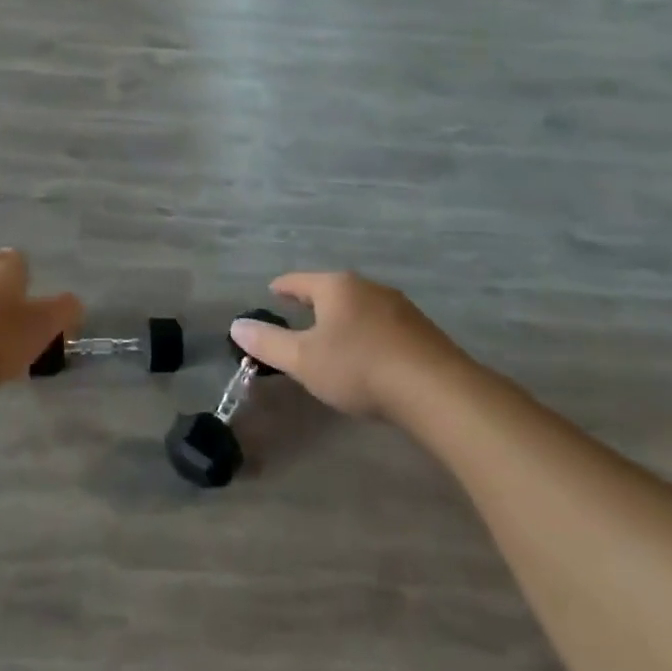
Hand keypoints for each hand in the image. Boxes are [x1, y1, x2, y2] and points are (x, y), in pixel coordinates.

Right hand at [229, 272, 464, 417]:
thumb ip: (268, 343)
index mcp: (337, 287)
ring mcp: (399, 307)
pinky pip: (383, 325)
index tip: (273, 291)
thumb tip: (236, 325)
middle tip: (299, 313)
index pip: (300, 281)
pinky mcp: (422, 331)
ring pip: (360, 306)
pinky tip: (368, 353)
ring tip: (333, 335)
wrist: (435, 390)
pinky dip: (367, 333)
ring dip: (344, 318)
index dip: (283, 287)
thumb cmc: (359, 367)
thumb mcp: (304, 360)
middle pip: (333, 290)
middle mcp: (368, 288)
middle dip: (315, 301)